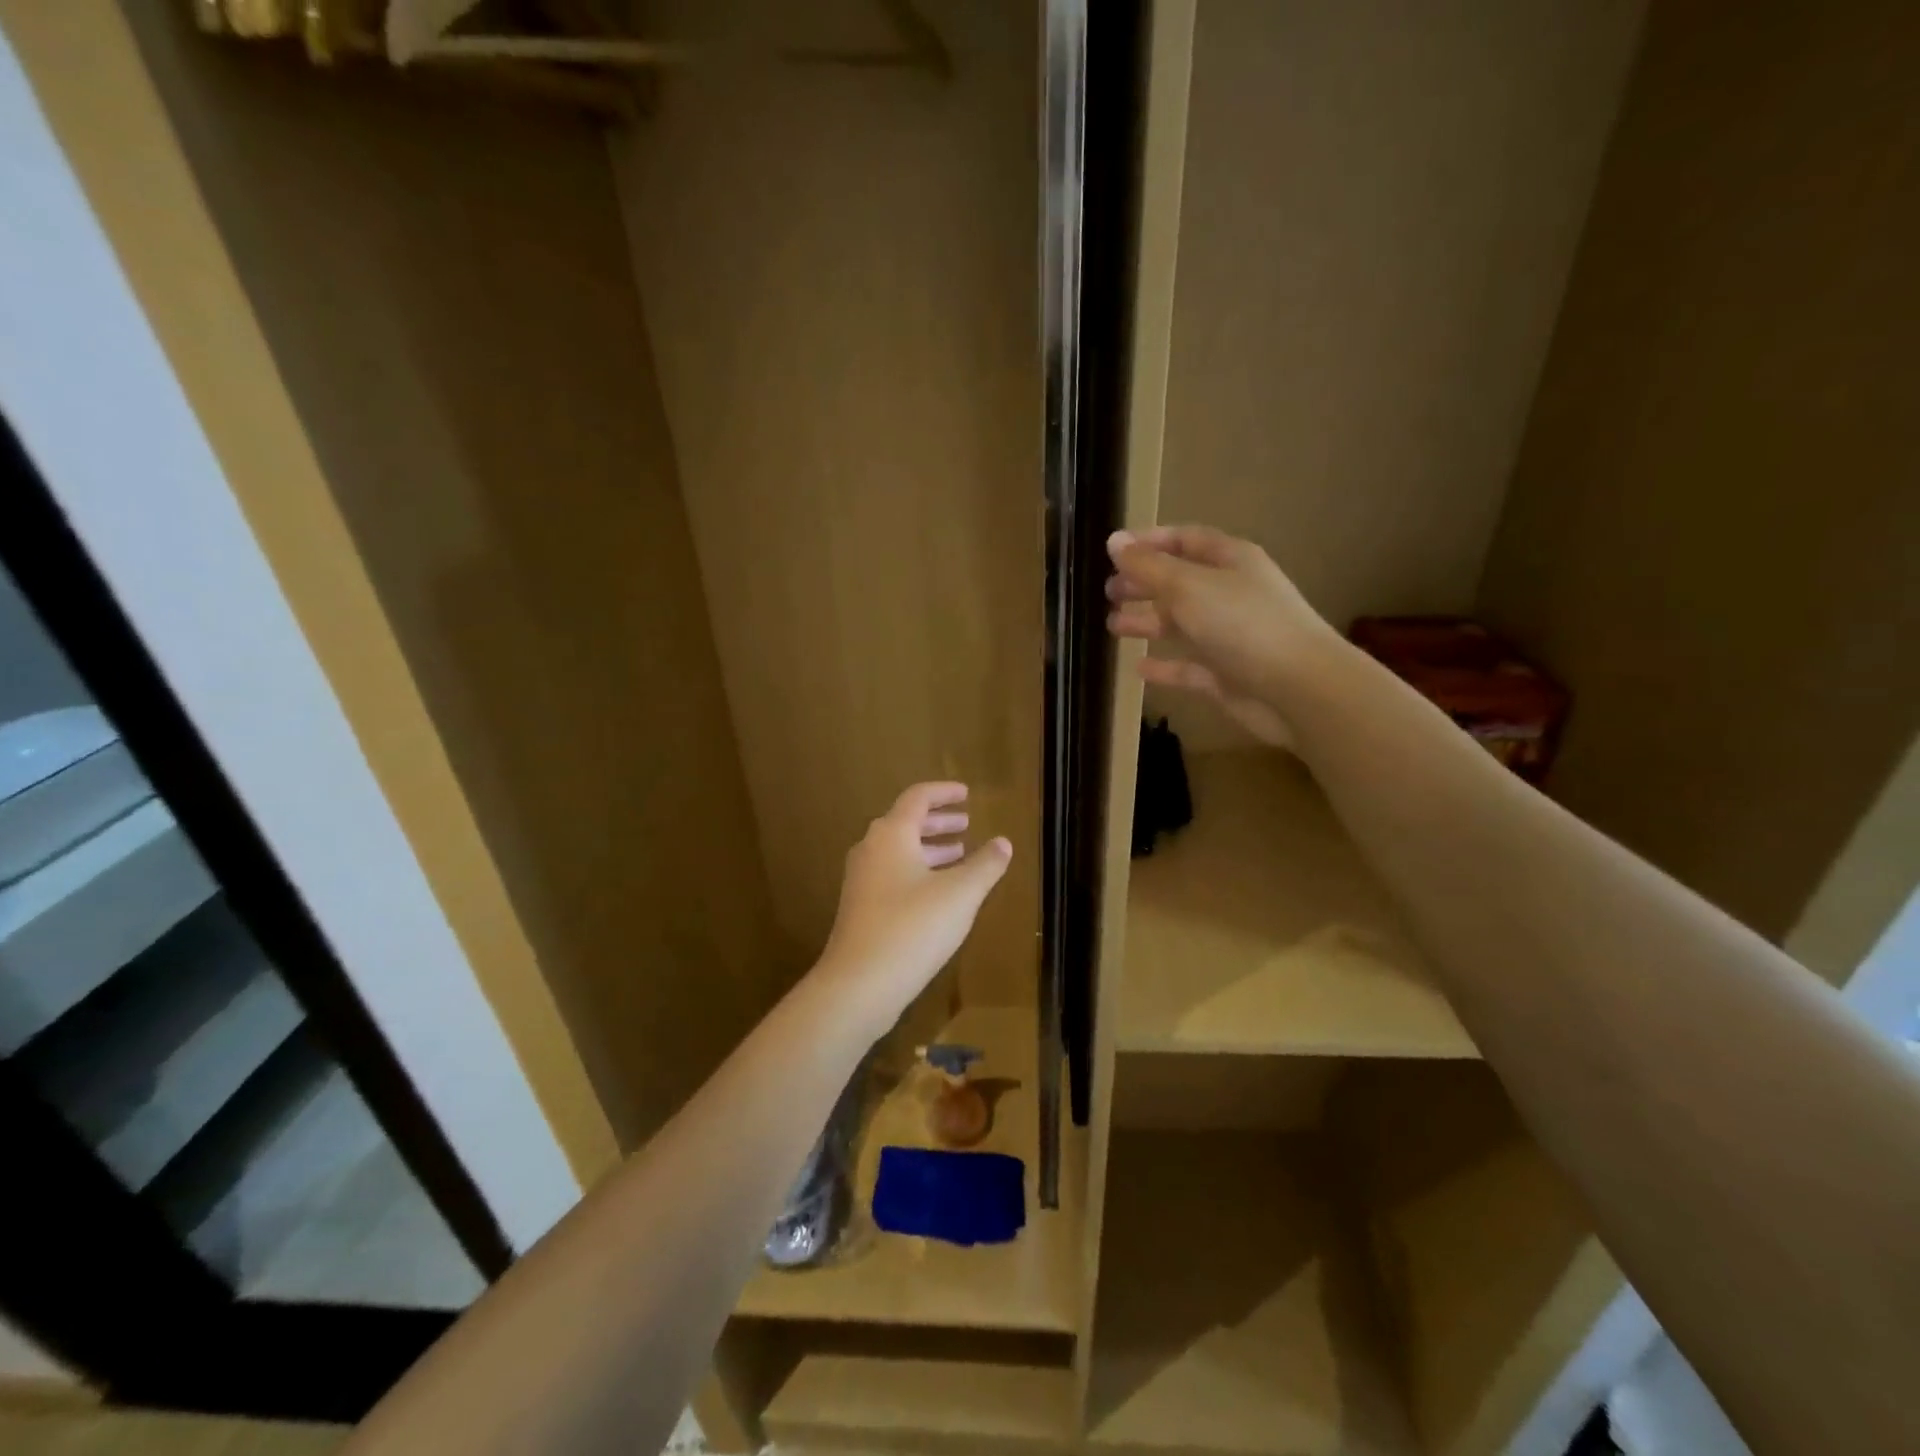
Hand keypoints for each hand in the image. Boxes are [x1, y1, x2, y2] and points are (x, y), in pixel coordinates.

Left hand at [817, 782, 1011, 1033]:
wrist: (858, 984)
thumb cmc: (913, 928)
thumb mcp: (960, 894)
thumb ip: (984, 865)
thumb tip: (1003, 842)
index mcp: (892, 835)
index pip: (918, 798)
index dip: (944, 793)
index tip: (967, 794)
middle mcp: (871, 849)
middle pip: (906, 823)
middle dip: (939, 822)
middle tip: (966, 824)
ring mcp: (862, 880)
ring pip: (899, 851)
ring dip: (930, 849)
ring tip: (960, 855)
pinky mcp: (860, 908)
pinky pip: (893, 874)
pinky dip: (918, 871)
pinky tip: (938, 893)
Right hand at [1104, 525, 1336, 745]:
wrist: (1298, 689)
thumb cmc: (1243, 624)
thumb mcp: (1189, 587)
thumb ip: (1148, 566)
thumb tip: (1113, 541)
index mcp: (1230, 561)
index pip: (1186, 540)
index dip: (1150, 542)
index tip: (1113, 551)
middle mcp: (1230, 594)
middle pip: (1180, 582)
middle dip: (1144, 584)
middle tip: (1108, 592)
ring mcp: (1229, 637)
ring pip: (1180, 624)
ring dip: (1147, 622)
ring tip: (1112, 625)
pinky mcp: (1225, 675)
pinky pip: (1187, 667)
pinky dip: (1163, 666)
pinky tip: (1138, 669)